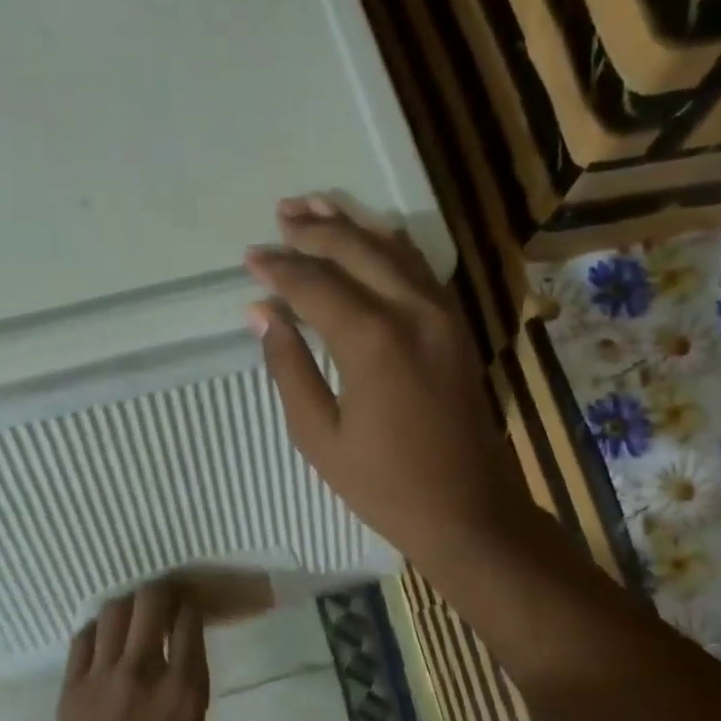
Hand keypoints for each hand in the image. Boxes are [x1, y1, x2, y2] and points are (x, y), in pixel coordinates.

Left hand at [43, 579, 212, 720]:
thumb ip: (192, 709)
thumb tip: (180, 682)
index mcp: (183, 690)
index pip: (189, 622)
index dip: (192, 607)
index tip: (191, 608)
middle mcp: (144, 671)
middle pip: (151, 601)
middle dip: (162, 590)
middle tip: (165, 597)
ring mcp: (102, 675)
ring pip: (113, 611)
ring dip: (128, 606)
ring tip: (133, 615)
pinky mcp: (72, 686)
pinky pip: (83, 638)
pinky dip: (97, 631)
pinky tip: (103, 639)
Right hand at [245, 196, 535, 573]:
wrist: (470, 512)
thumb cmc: (385, 485)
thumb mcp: (319, 436)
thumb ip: (289, 367)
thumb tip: (261, 312)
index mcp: (373, 341)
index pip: (315, 285)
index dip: (280, 268)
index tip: (251, 256)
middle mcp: (412, 312)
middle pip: (357, 251)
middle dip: (315, 230)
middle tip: (281, 215)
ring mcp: (443, 315)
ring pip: (394, 250)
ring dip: (353, 227)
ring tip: (316, 208)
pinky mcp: (458, 327)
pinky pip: (421, 269)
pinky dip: (390, 246)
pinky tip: (372, 239)